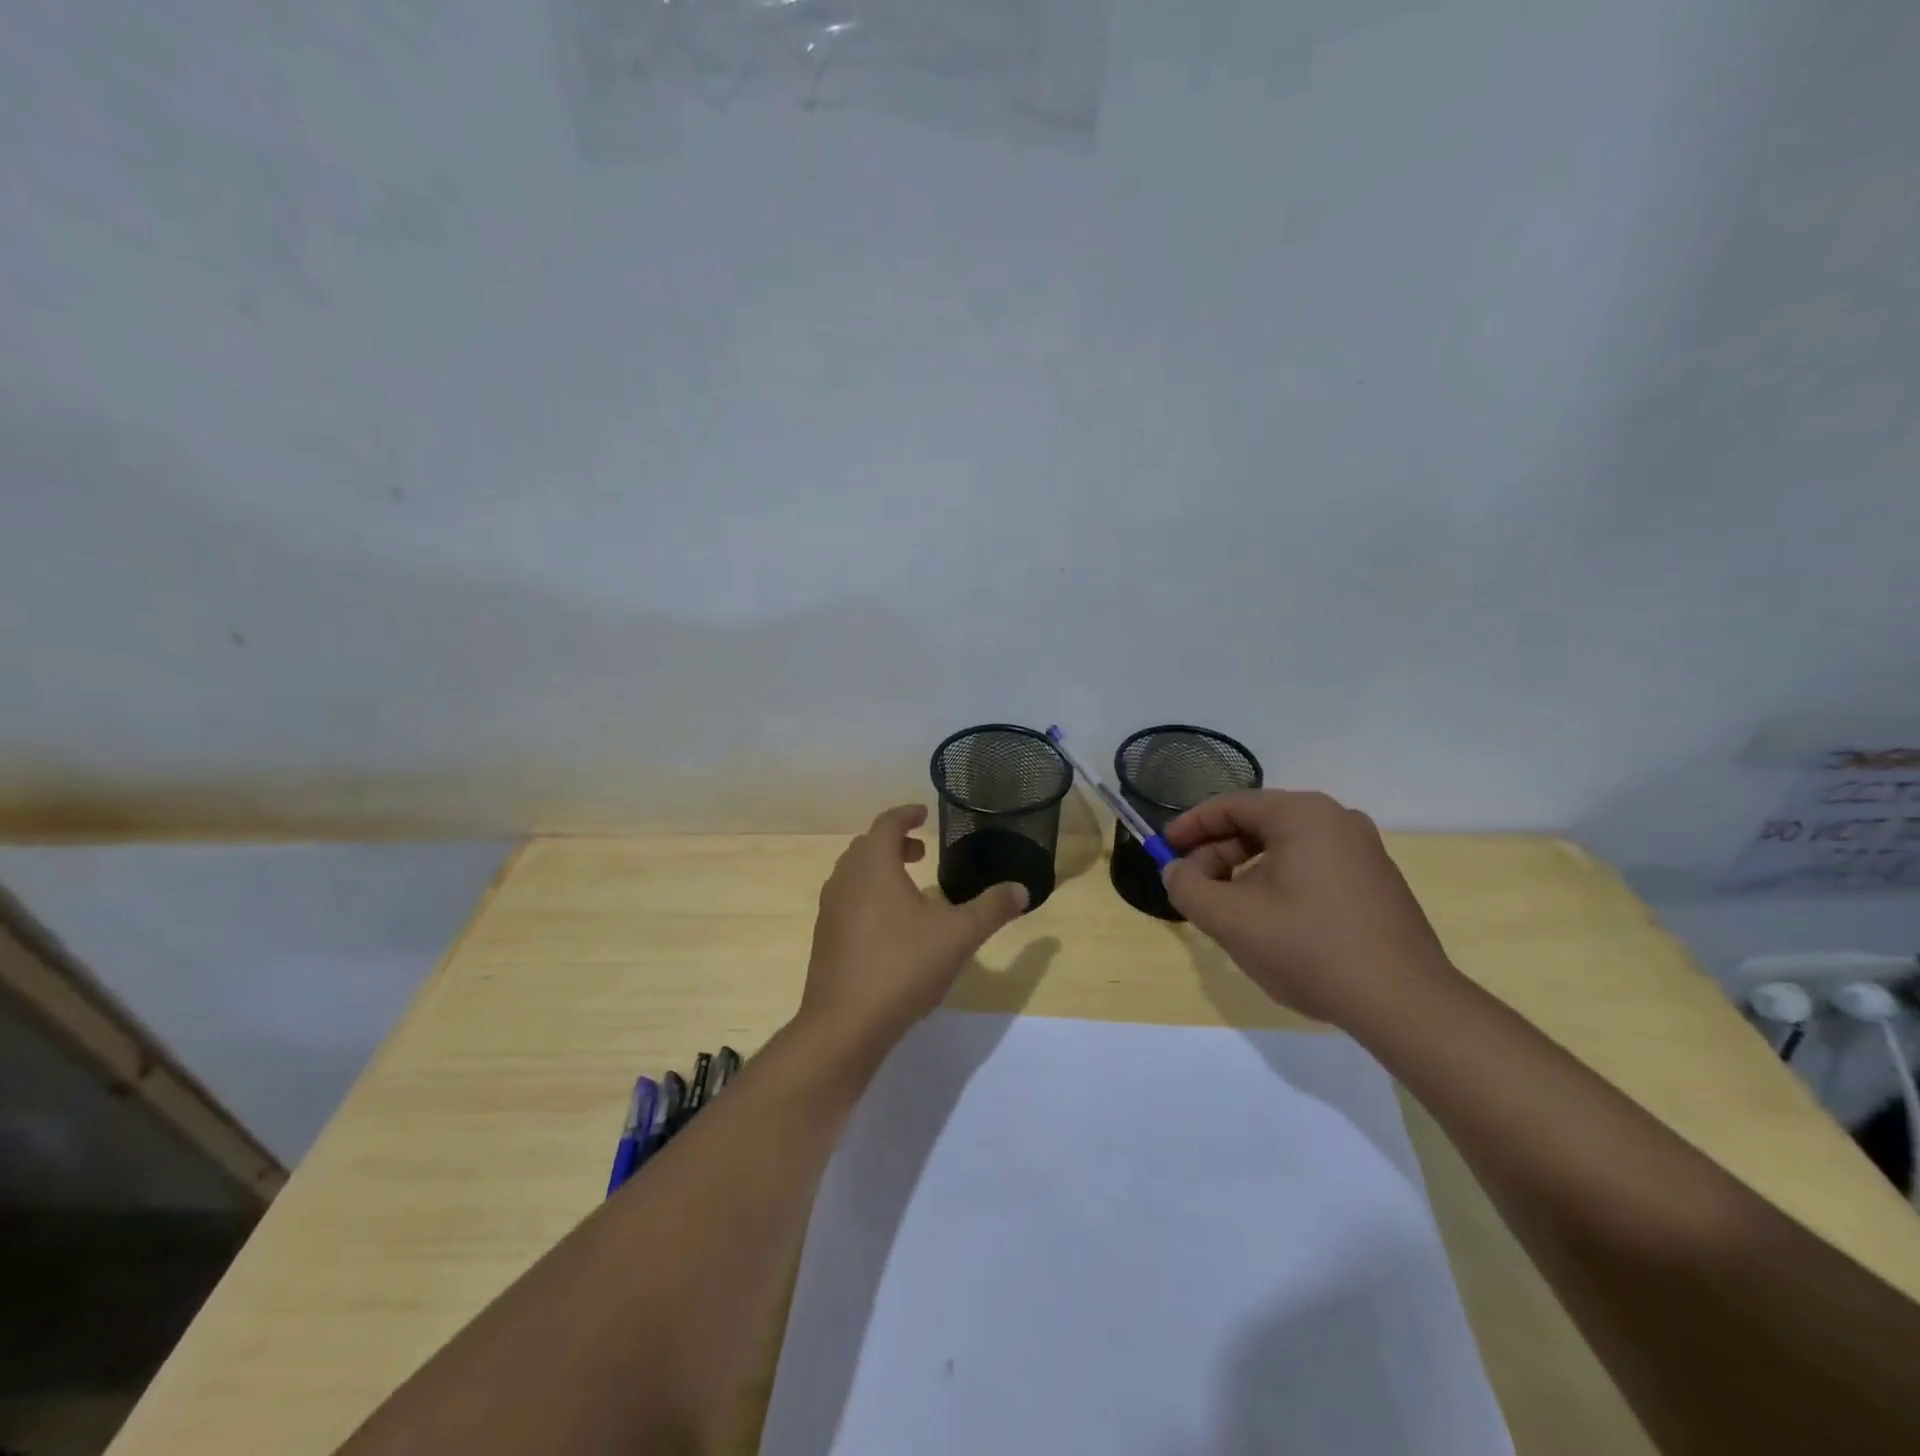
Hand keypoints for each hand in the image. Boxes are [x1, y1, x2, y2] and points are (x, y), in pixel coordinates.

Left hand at [800, 805, 1028, 1058]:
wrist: (844, 1024)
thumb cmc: (903, 967)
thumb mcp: (959, 936)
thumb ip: (992, 909)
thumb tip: (1021, 889)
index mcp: (873, 866)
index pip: (887, 823)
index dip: (906, 814)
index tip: (923, 814)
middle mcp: (845, 879)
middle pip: (867, 846)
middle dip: (894, 842)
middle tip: (922, 851)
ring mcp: (830, 909)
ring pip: (853, 874)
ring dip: (879, 869)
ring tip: (909, 886)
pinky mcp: (824, 938)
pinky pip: (847, 900)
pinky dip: (868, 894)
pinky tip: (890, 925)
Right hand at [1160, 790, 1456, 1025]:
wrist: (1404, 1003)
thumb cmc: (1309, 949)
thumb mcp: (1230, 919)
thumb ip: (1188, 887)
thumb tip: (1176, 870)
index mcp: (1302, 815)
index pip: (1230, 806)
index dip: (1189, 827)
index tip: (1163, 850)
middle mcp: (1336, 819)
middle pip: (1257, 825)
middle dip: (1217, 854)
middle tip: (1193, 888)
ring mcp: (1362, 849)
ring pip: (1283, 848)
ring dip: (1245, 872)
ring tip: (1227, 910)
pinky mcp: (1376, 880)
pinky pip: (1311, 866)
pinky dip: (1278, 882)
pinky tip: (1270, 922)